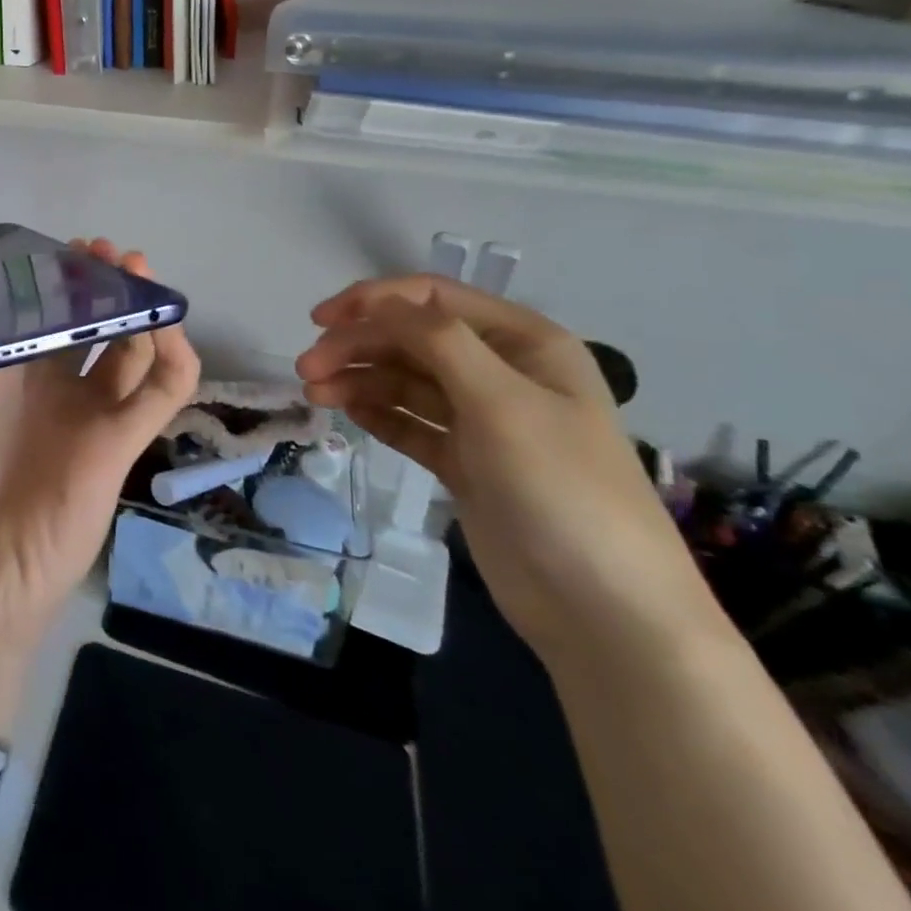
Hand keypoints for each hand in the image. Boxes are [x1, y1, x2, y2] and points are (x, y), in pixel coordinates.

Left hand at [0, 239, 199, 735]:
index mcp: (2, 372)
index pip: (33, 310)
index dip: (47, 277)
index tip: (54, 247)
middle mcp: (49, 386)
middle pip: (85, 320)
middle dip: (97, 282)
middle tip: (103, 250)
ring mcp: (88, 412)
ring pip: (127, 346)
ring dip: (138, 306)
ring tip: (135, 270)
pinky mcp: (119, 443)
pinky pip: (159, 394)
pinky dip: (173, 357)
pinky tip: (164, 324)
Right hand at [295, 276, 722, 670]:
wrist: (604, 611)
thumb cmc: (560, 488)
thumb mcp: (501, 401)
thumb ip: (437, 340)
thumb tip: (377, 303)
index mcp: (524, 343)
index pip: (433, 300)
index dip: (372, 301)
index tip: (319, 323)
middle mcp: (502, 372)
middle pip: (410, 339)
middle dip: (357, 346)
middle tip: (306, 371)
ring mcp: (482, 420)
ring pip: (403, 381)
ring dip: (357, 380)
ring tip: (315, 395)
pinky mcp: (464, 461)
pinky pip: (409, 422)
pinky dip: (376, 413)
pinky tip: (346, 414)